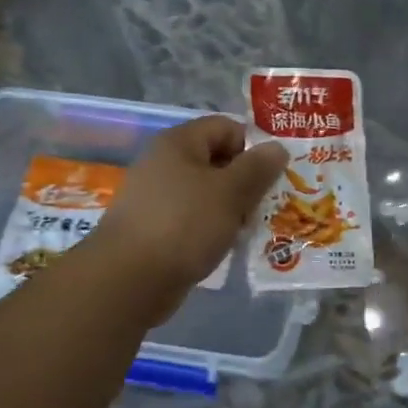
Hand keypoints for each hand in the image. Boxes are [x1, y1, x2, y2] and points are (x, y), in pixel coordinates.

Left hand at [91, 115, 287, 321]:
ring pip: (206, 194)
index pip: (226, 128)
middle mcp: (164, 163)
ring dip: (231, 210)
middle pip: (217, 161)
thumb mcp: (230, 193)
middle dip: (245, 183)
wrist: (130, 279)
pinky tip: (224, 247)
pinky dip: (211, 229)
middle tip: (266, 207)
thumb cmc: (184, 225)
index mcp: (179, 143)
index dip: (252, 147)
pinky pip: (192, 219)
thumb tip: (277, 147)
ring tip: (249, 231)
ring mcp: (156, 197)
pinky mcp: (154, 228)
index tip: (272, 177)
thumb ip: (257, 168)